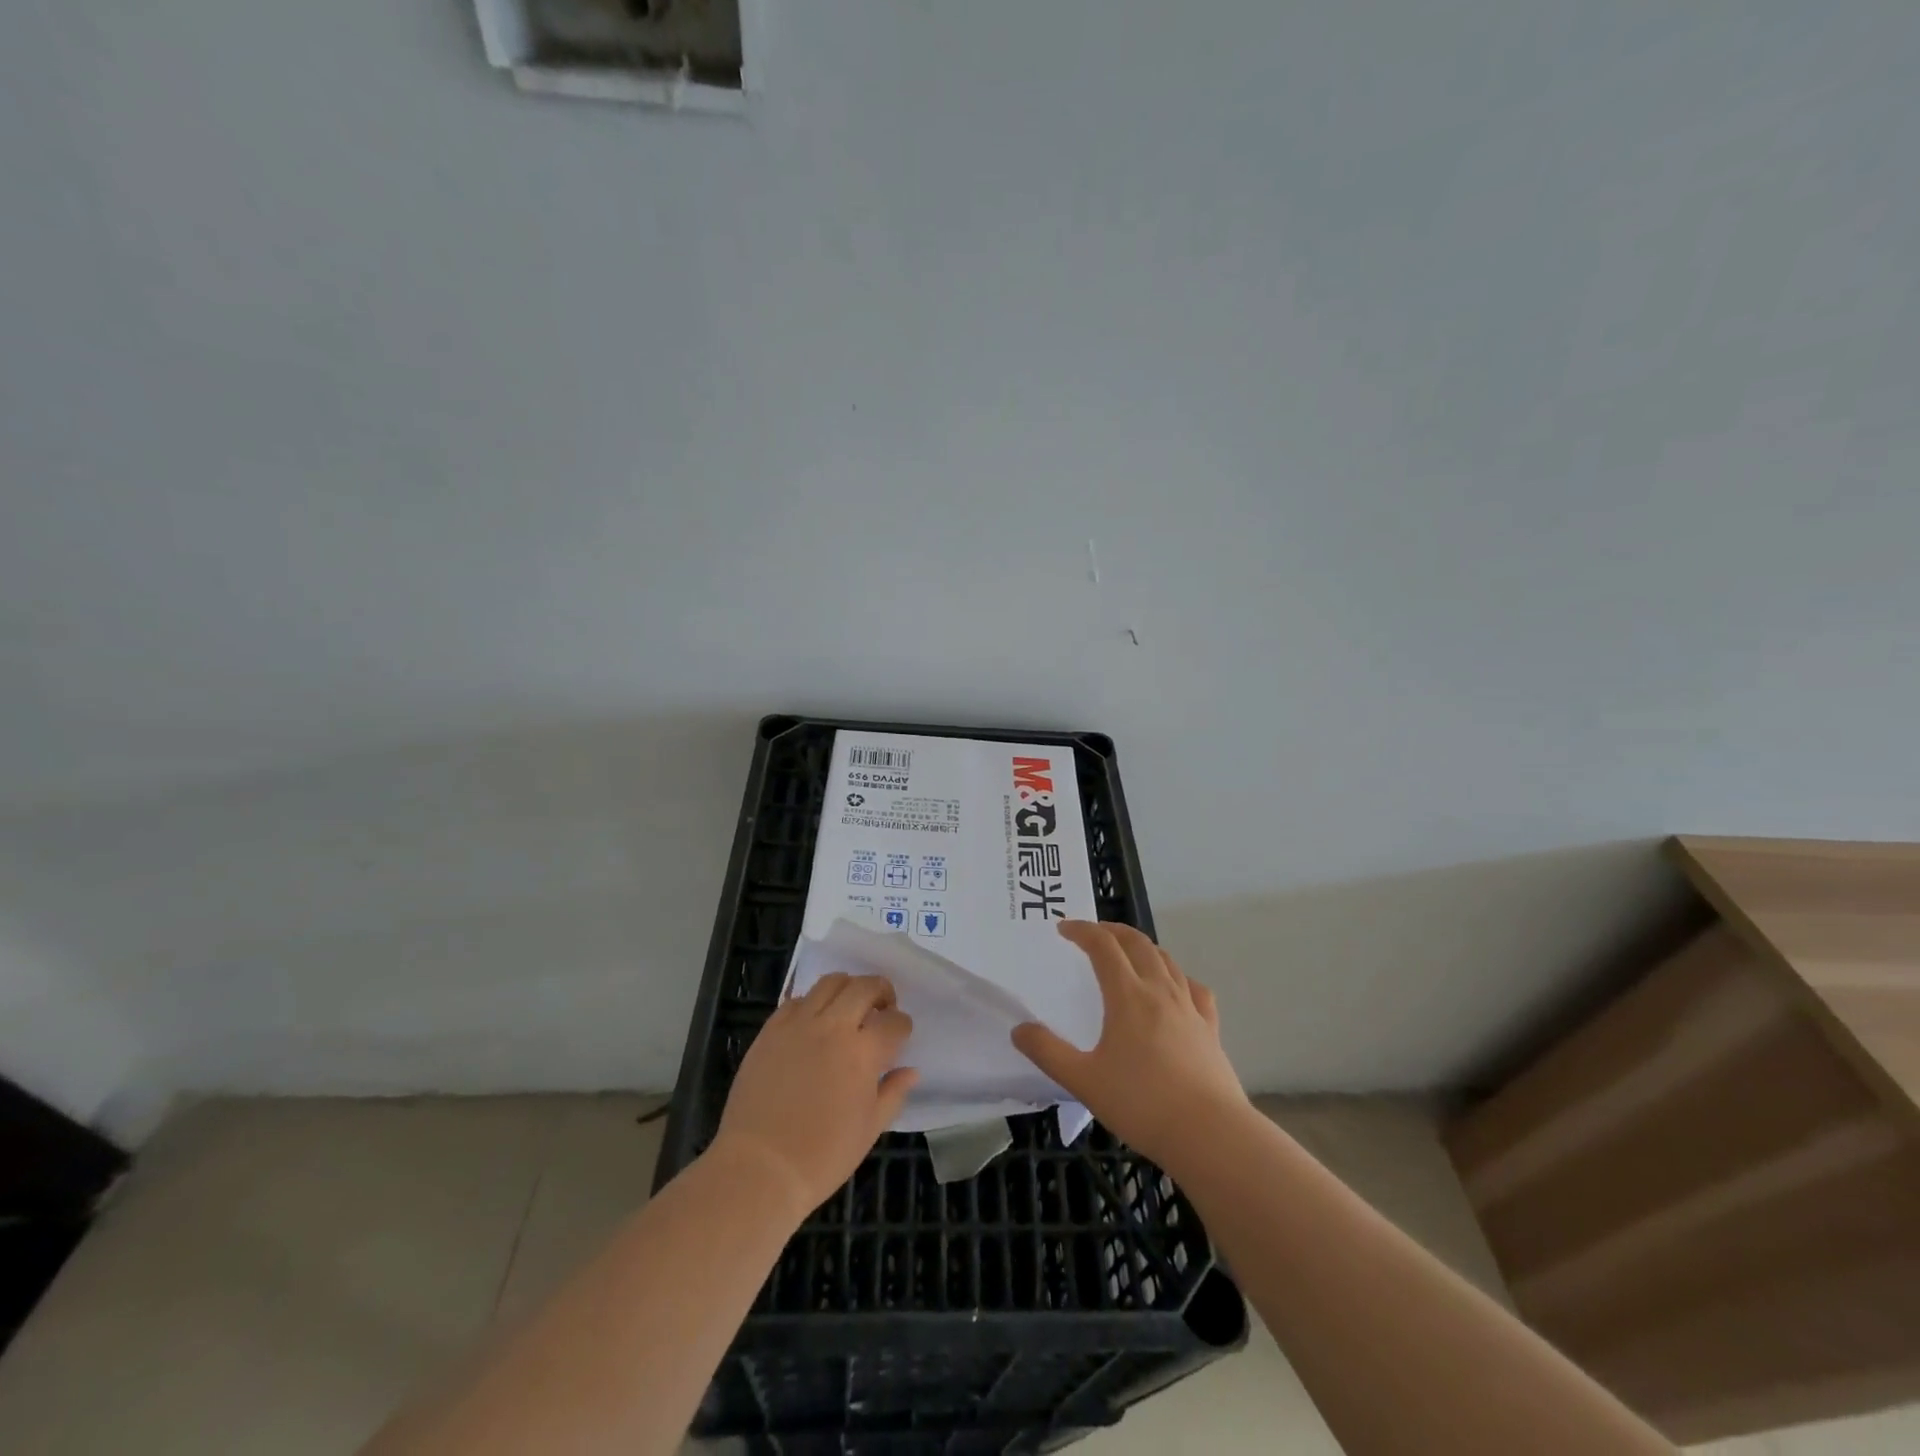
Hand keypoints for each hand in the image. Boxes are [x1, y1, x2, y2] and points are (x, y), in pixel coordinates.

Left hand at [710, 972, 918, 1219]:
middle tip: (881, 1009)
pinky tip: (813, 1023)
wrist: (759, 1168)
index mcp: (863, 1053)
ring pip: (830, 982)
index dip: (902, 1026)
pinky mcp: (771, 1030)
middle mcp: (833, 1027)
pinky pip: (797, 1000)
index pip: (894, 1022)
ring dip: (848, 988)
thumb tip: (910, 1071)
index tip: (899, 1036)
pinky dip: (812, 1003)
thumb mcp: (869, 1130)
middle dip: (881, 992)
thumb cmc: (822, 1156)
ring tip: (849, 1007)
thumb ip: (893, 1093)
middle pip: (865, 987)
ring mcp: (798, 1024)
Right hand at [1012, 920, 1247, 1169]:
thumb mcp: (1083, 1081)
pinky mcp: (1210, 1029)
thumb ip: (1048, 1053)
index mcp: (1128, 995)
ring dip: (1143, 947)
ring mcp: (1190, 1008)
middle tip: (1093, 932)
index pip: (1103, 946)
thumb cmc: (1142, 1104)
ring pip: (1166, 960)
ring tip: (1128, 953)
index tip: (1063, 928)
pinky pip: (1194, 989)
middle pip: (1137, 943)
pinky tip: (1176, 988)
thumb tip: (1019, 1030)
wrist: (1210, 1134)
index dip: (1082, 930)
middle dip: (1112, 930)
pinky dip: (1178, 977)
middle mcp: (1160, 991)